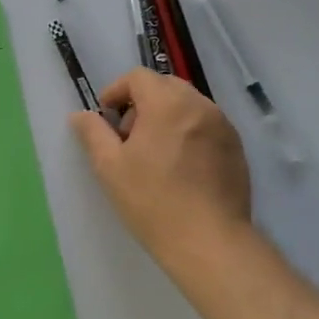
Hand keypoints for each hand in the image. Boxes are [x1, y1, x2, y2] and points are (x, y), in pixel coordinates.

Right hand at [69, 68, 251, 283]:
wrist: (209, 241)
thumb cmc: (152, 201)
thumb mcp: (109, 166)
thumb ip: (93, 133)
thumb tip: (81, 115)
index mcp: (167, 104)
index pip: (138, 77)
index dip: (116, 91)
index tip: (107, 118)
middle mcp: (200, 106)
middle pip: (165, 86)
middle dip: (141, 102)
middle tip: (127, 137)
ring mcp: (223, 127)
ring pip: (187, 105)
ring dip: (165, 116)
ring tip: (153, 154)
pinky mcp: (237, 148)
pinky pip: (205, 125)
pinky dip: (187, 132)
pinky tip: (178, 167)